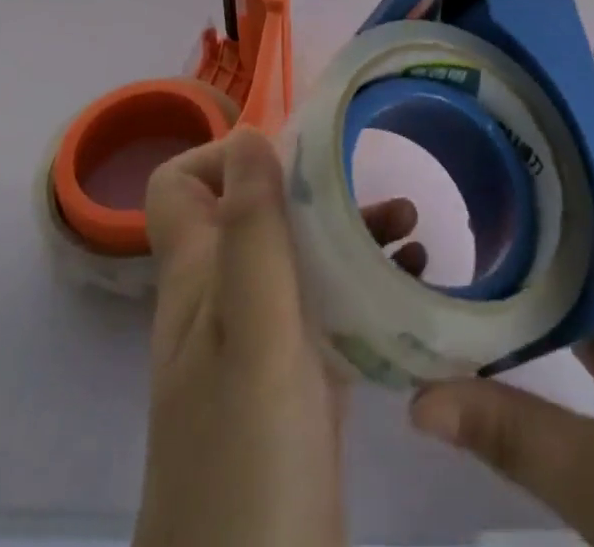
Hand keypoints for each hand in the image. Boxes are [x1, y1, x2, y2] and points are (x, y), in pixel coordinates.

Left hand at [134, 127, 423, 546]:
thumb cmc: (248, 460)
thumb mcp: (254, 332)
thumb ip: (251, 230)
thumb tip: (249, 133)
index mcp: (198, 279)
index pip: (181, 186)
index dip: (225, 156)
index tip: (293, 158)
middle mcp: (221, 301)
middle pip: (255, 213)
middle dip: (312, 189)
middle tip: (373, 185)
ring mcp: (259, 345)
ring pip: (296, 258)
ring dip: (347, 233)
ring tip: (411, 229)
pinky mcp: (296, 385)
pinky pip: (325, 310)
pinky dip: (362, 286)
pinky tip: (409, 287)